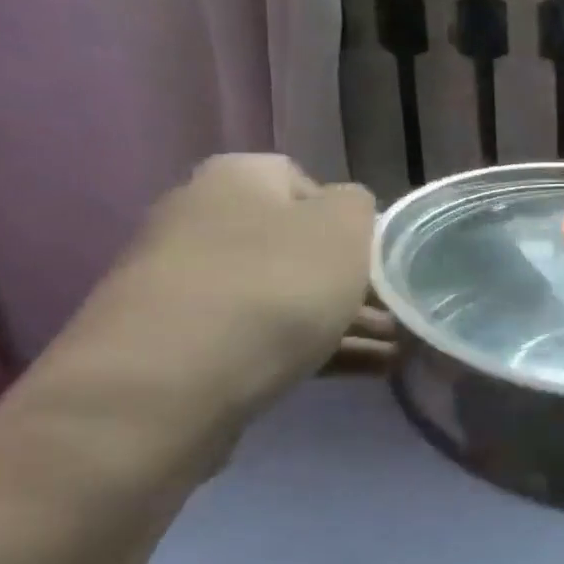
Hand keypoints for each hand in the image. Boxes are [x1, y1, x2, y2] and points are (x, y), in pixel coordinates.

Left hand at [34, 155, 385, 477]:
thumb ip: (358, 206)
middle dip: (352, 282)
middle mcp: (204, 221)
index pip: (306, 183)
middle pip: (297, 246)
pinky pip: (266, 338)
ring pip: (286, 297)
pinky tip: (366, 373)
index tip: (380, 259)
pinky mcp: (187, 345)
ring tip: (395, 352)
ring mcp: (189, 286)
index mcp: (237, 178)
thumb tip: (347, 215)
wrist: (167, 385)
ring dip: (343, 322)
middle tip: (396, 313)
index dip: (351, 221)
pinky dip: (315, 351)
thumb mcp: (342, 228)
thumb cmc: (273, 287)